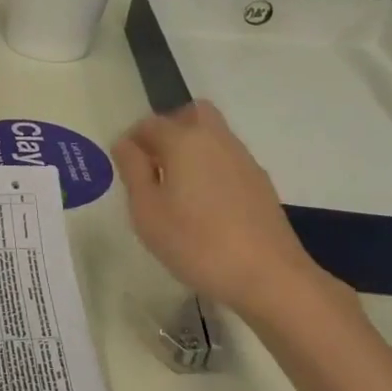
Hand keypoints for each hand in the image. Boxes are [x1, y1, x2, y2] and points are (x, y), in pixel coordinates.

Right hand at [113, 102, 338, 319]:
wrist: (268, 277)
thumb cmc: (195, 242)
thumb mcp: (146, 210)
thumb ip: (132, 170)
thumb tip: (125, 144)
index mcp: (184, 141)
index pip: (150, 124)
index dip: (131, 140)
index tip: (123, 166)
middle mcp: (216, 140)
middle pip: (192, 114)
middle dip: (169, 129)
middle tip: (153, 164)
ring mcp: (244, 160)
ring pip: (212, 136)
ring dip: (191, 149)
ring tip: (176, 189)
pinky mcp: (260, 184)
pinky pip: (227, 160)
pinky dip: (210, 168)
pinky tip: (203, 206)